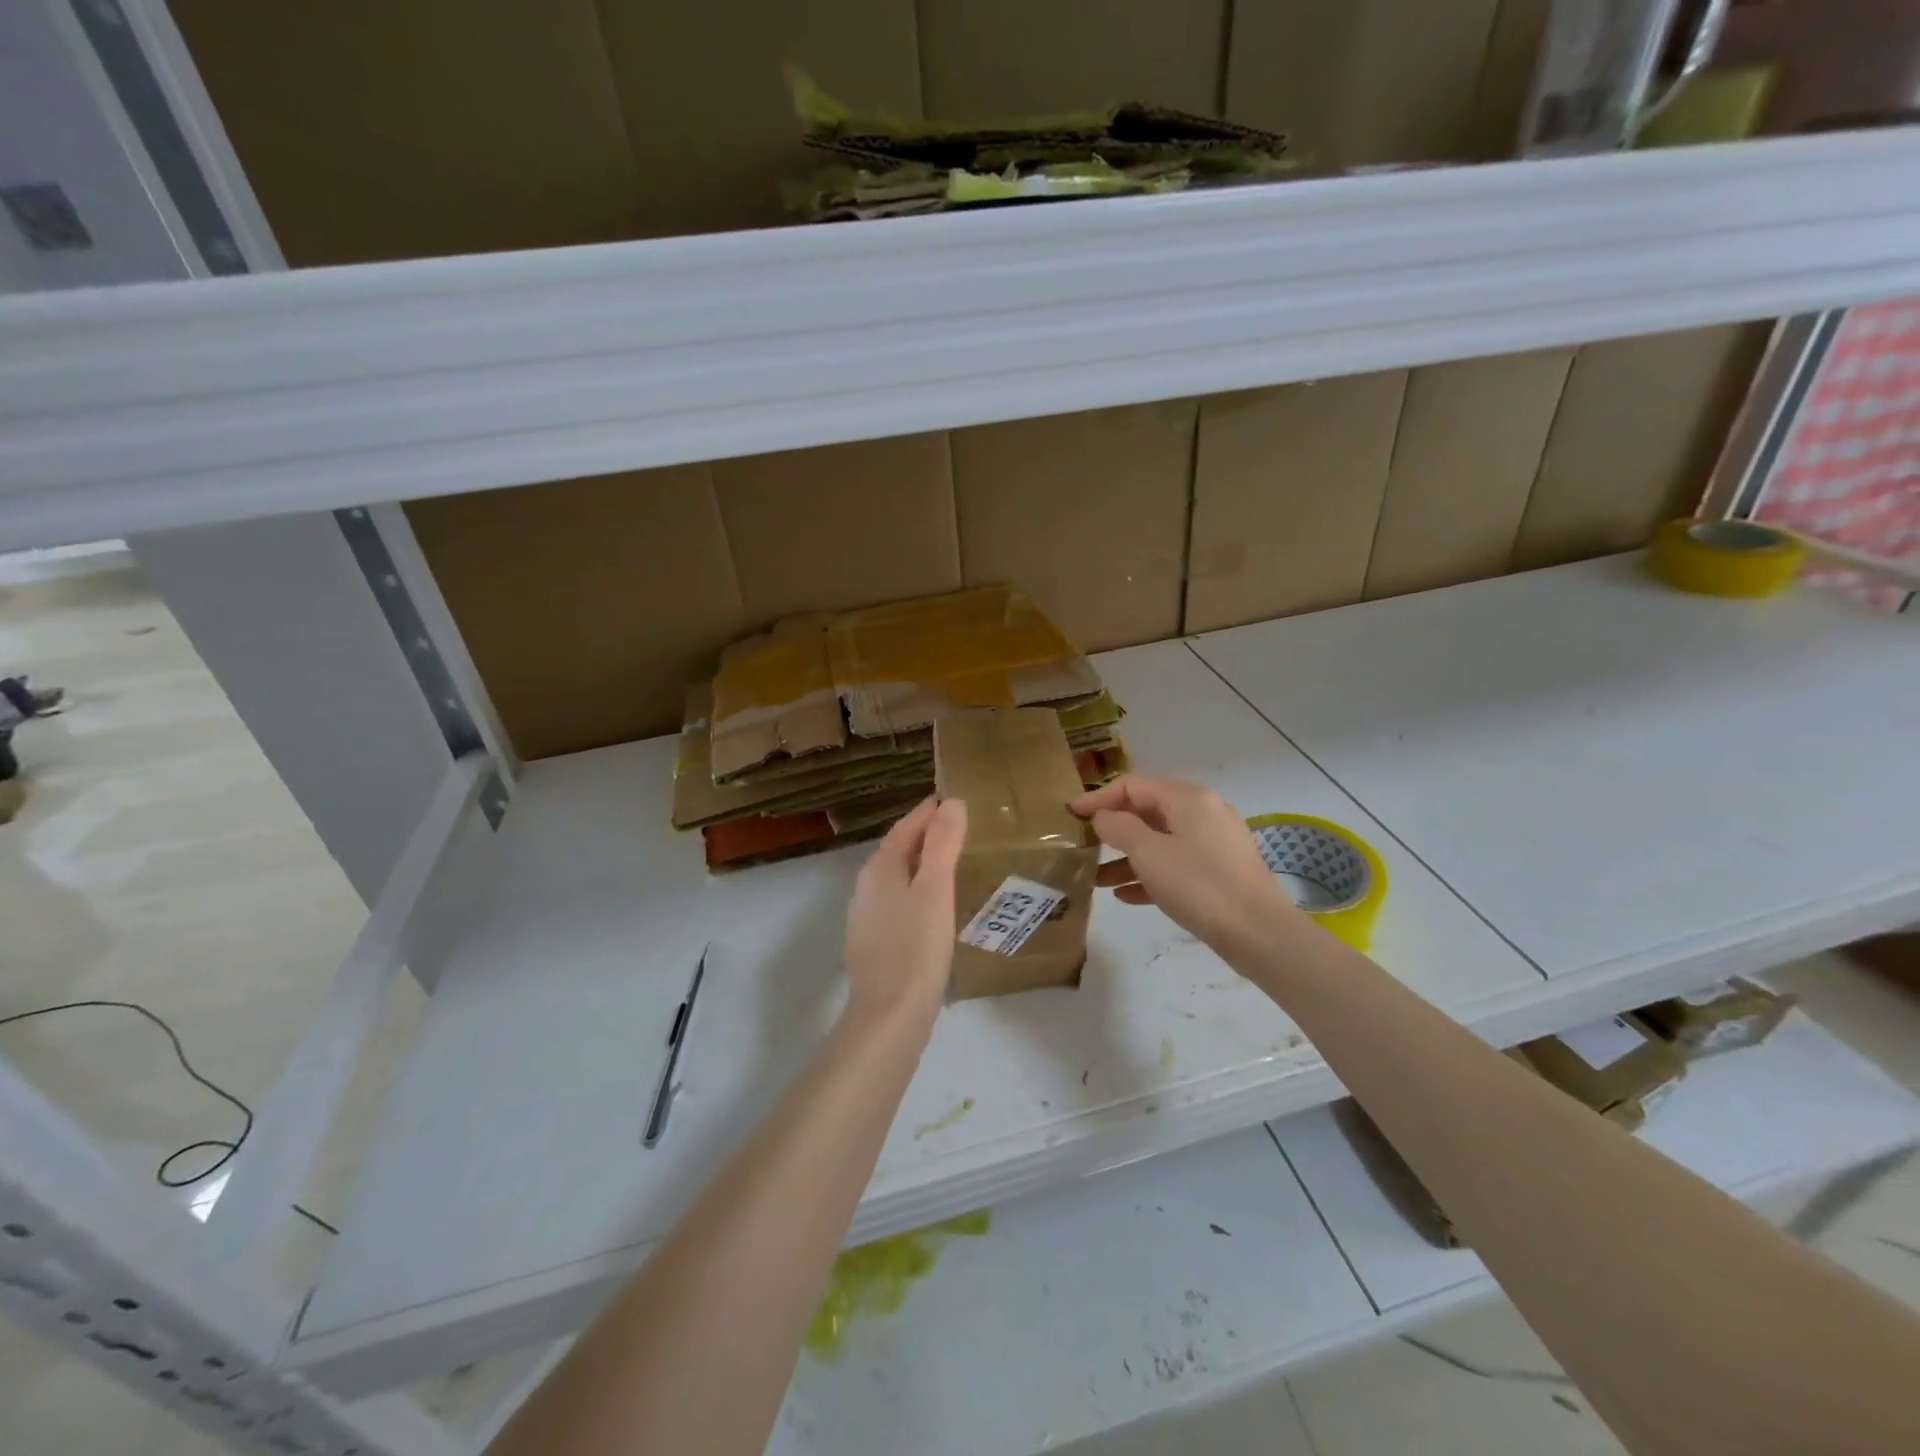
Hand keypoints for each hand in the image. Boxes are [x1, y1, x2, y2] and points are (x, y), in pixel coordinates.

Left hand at [844, 796, 967, 1024]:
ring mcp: (867, 917)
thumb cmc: (916, 947)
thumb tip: (951, 802)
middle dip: (925, 836)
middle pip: (898, 850)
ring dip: (922, 865)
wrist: (889, 1016)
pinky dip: (918, 892)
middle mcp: (867, 887)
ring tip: (954, 863)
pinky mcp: (875, 943)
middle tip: (959, 828)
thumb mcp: (935, 889)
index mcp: (879, 869)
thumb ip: (943, 843)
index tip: (952, 800)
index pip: (905, 827)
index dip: (928, 812)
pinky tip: (936, 907)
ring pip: (898, 878)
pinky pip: (899, 903)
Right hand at [1072, 775, 1302, 954]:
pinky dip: (1150, 874)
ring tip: (1097, 879)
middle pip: (1147, 812)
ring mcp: (1215, 843)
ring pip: (1160, 841)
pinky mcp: (1220, 871)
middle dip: (1113, 830)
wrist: (1259, 933)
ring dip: (1127, 857)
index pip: (1133, 785)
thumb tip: (1104, 816)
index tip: (1071, 815)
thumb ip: (1119, 828)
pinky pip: (1176, 864)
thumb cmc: (1199, 885)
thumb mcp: (1149, 853)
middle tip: (1083, 845)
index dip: (1098, 798)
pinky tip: (1126, 896)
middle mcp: (1203, 812)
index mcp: (1188, 798)